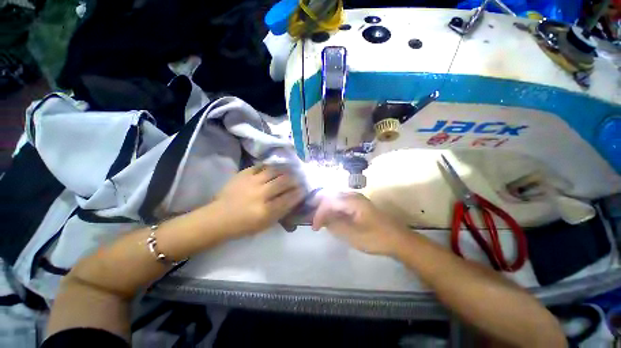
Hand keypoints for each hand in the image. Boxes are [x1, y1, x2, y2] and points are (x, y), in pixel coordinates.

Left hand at [215, 165, 305, 236]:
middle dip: (295, 180)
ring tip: (288, 172)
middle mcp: (261, 194)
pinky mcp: (243, 174)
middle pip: (284, 181)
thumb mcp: (265, 225)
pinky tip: (273, 169)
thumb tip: (295, 202)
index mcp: (267, 211)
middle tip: (297, 180)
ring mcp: (252, 182)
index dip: (299, 192)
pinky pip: (261, 166)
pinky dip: (270, 167)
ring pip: (275, 171)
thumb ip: (282, 213)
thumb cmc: (243, 226)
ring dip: (285, 171)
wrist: (218, 218)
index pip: (290, 198)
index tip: (303, 190)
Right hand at [312, 192, 407, 255]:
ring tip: (320, 220)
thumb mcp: (352, 235)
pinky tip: (332, 219)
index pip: (328, 201)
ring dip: (327, 208)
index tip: (314, 227)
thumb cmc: (375, 237)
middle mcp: (353, 196)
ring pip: (336, 199)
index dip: (319, 213)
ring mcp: (357, 199)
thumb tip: (322, 219)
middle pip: (331, 196)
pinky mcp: (360, 205)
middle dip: (320, 207)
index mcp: (352, 200)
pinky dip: (334, 210)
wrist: (398, 239)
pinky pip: (342, 203)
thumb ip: (334, 225)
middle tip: (313, 220)